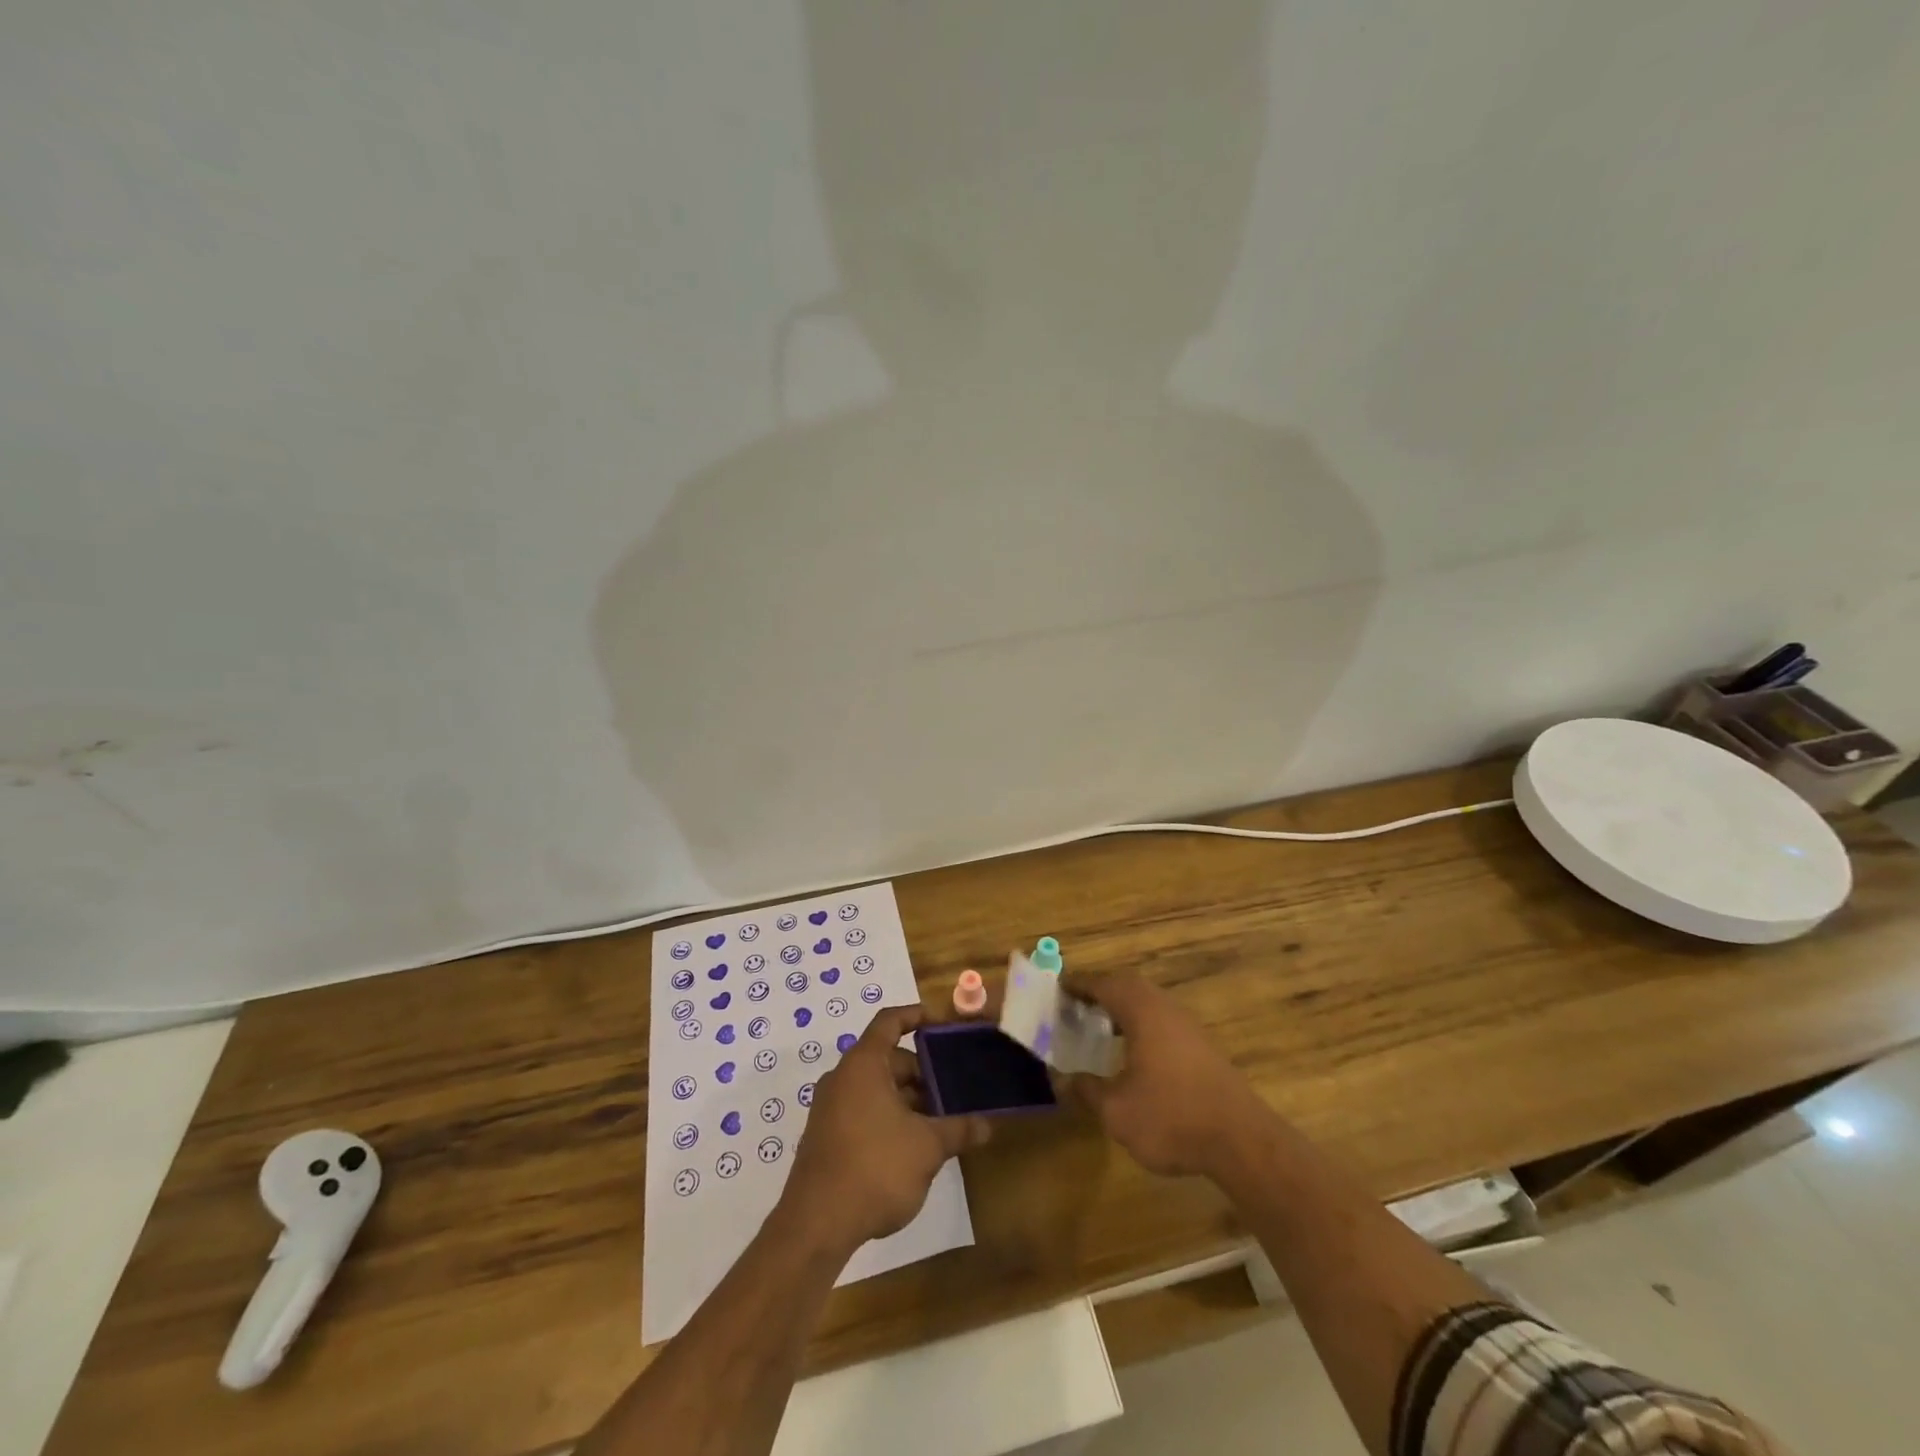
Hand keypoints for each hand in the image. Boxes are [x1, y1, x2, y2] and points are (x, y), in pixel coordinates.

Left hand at [781, 1006, 990, 1253]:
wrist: (816, 1225)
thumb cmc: (875, 1168)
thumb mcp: (927, 1147)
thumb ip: (958, 1129)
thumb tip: (986, 1125)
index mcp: (864, 1064)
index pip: (890, 1021)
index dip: (917, 1016)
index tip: (943, 1024)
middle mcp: (843, 1077)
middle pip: (888, 1058)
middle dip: (922, 1071)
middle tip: (954, 1088)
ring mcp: (830, 1108)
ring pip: (877, 1087)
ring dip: (908, 1098)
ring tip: (940, 1119)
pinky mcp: (826, 1136)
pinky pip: (863, 1109)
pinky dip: (889, 1115)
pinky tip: (913, 1145)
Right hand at [1055, 971, 1267, 1179]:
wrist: (1242, 1140)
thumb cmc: (1172, 1117)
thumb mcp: (1117, 1111)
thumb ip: (1087, 1091)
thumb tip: (1063, 1079)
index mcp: (1141, 1011)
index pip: (1103, 984)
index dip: (1078, 984)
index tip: (1057, 987)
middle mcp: (1164, 1007)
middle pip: (1127, 986)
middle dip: (1100, 991)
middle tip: (1075, 1005)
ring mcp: (1187, 1025)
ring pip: (1147, 1002)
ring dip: (1122, 1007)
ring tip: (1098, 1026)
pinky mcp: (1201, 1045)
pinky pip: (1161, 1019)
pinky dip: (1140, 1023)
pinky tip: (1132, 1051)